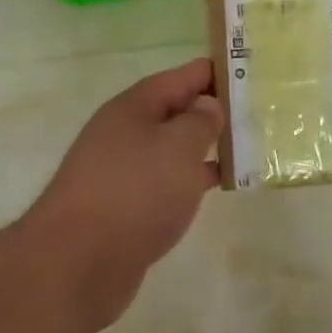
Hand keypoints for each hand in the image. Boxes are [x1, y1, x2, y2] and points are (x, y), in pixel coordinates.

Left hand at [21, 58, 223, 330]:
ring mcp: (122, 170)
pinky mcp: (125, 206)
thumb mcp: (178, 146)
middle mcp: (124, 132)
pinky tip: (219, 185)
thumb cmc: (135, 191)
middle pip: (174, 111)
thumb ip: (200, 121)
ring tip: (245, 146)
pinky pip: (166, 180)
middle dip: (210, 109)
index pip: (180, 77)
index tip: (246, 70)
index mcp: (133, 107)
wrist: (78, 262)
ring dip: (204, 146)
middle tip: (253, 111)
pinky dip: (192, 178)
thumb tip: (206, 104)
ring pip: (171, 148)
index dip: (212, 72)